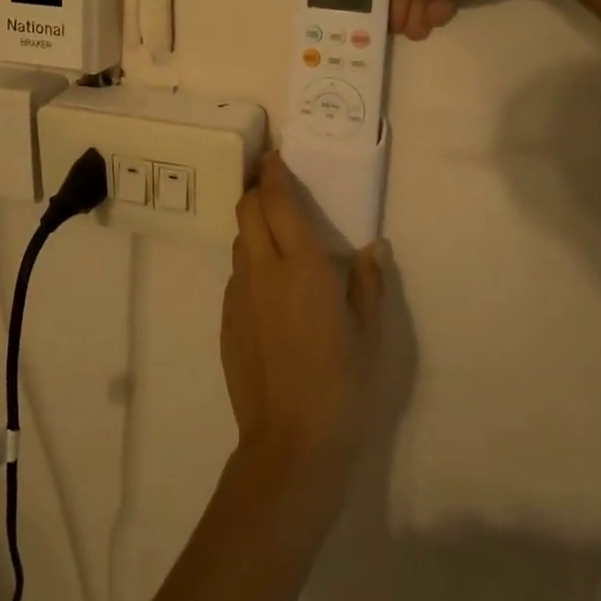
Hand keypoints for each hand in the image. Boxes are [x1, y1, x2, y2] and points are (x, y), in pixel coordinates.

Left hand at [223, 154, 382, 515]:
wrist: (291, 443)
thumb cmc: (343, 386)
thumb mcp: (370, 334)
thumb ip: (369, 284)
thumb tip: (374, 248)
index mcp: (302, 267)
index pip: (278, 202)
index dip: (273, 174)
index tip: (275, 157)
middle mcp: (263, 270)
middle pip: (247, 211)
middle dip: (257, 190)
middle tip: (274, 186)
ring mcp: (239, 295)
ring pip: (239, 242)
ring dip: (253, 227)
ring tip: (276, 236)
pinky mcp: (226, 319)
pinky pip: (236, 276)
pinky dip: (250, 263)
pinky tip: (270, 289)